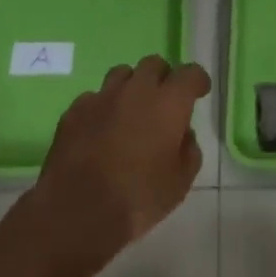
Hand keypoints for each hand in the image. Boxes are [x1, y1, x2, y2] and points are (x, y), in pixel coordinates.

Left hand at [25, 55, 210, 276]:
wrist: (77, 212)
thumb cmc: (137, 199)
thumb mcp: (179, 184)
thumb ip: (189, 152)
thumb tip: (184, 134)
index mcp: (168, 103)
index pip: (190, 74)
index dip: (197, 80)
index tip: (200, 91)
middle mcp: (136, 89)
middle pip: (154, 64)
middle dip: (163, 78)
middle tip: (163, 101)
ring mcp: (102, 96)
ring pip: (122, 74)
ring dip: (131, 87)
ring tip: (130, 111)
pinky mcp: (75, 110)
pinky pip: (94, 98)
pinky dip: (102, 108)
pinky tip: (100, 130)